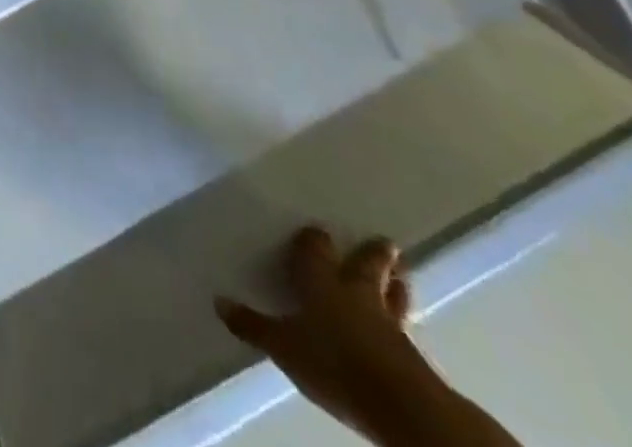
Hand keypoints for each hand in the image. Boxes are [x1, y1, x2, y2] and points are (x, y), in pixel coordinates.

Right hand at [216, 227, 445, 441]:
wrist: (397, 402)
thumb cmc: (332, 361)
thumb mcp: (283, 346)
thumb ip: (253, 324)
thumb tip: (218, 300)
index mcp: (321, 282)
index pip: (315, 250)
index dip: (314, 240)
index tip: (316, 229)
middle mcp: (356, 293)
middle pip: (365, 266)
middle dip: (372, 254)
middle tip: (385, 242)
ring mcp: (389, 322)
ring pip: (393, 294)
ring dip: (395, 285)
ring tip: (402, 276)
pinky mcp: (412, 354)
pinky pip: (406, 327)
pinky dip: (403, 320)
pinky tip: (402, 326)